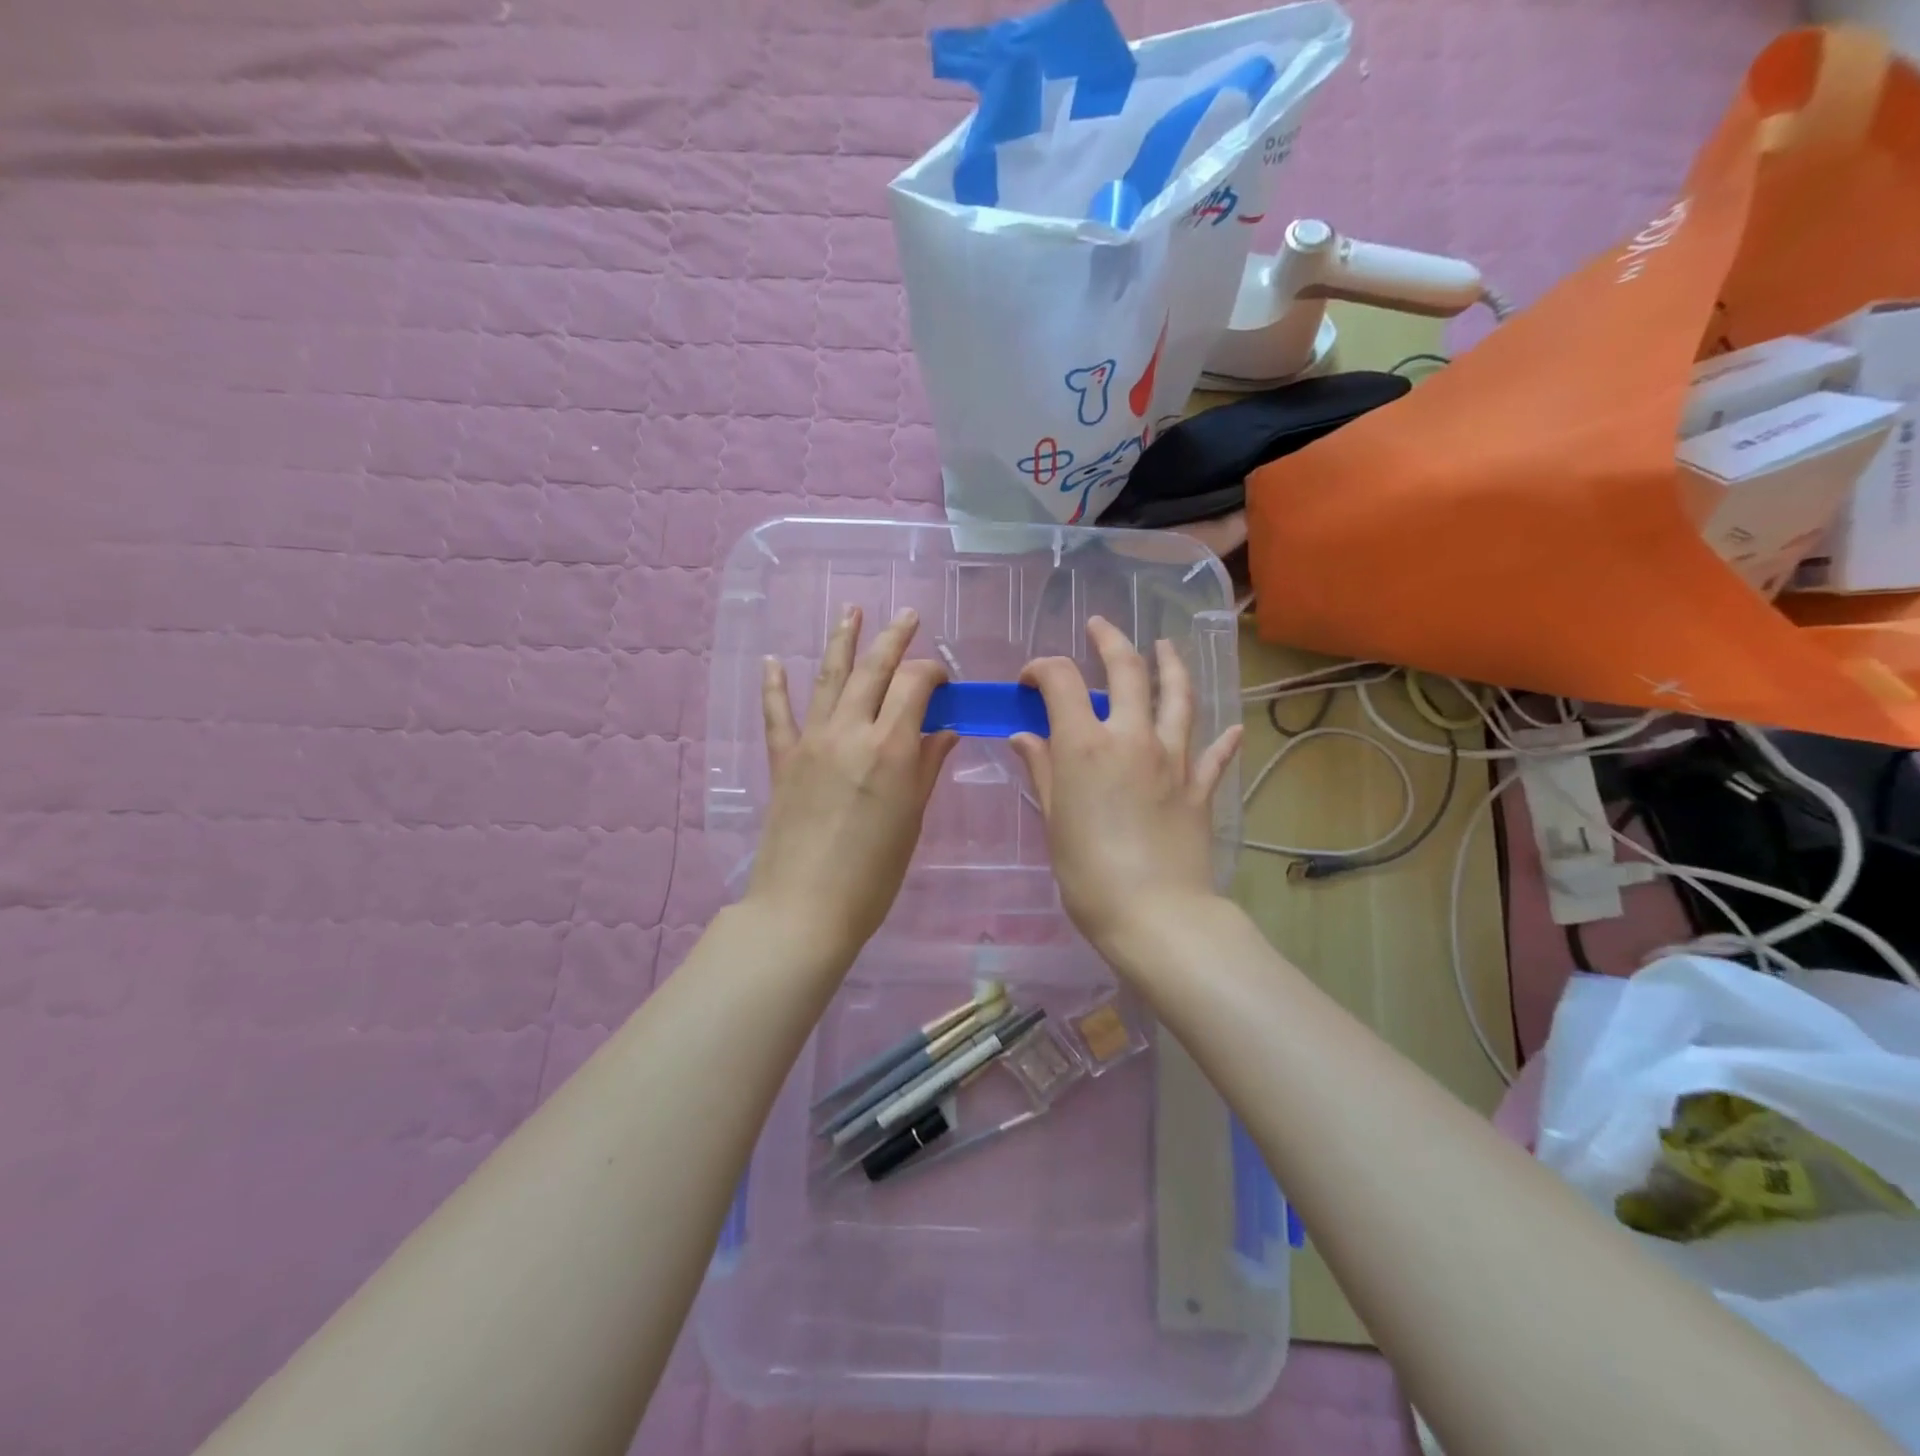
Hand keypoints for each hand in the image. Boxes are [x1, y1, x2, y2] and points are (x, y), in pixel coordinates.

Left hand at [749, 605, 956, 959]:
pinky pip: (777, 714)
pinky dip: (774, 686)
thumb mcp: (912, 820)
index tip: (944, 680)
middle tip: (907, 615)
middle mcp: (850, 731)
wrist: (804, 909)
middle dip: (894, 638)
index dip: (933, 672)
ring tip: (851, 610)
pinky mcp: (782, 760)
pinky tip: (771, 661)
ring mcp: (811, 742)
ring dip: (842, 640)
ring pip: (828, 677)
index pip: (915, 684)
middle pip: (874, 669)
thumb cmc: (873, 874)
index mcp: (891, 747)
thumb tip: (944, 730)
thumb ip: (927, 767)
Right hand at [1010, 617, 1240, 957]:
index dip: (1041, 669)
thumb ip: (1042, 770)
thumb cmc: (1088, 872)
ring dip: (1170, 665)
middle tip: (1099, 627)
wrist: (1155, 914)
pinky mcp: (1200, 786)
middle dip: (1109, 641)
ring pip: (1177, 696)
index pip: (1061, 681)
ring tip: (1165, 647)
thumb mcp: (1054, 821)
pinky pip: (1213, 753)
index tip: (1030, 680)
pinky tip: (1229, 727)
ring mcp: (1173, 759)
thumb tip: (1024, 737)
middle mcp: (1133, 738)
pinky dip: (1220, 737)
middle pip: (1126, 671)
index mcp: (1086, 745)